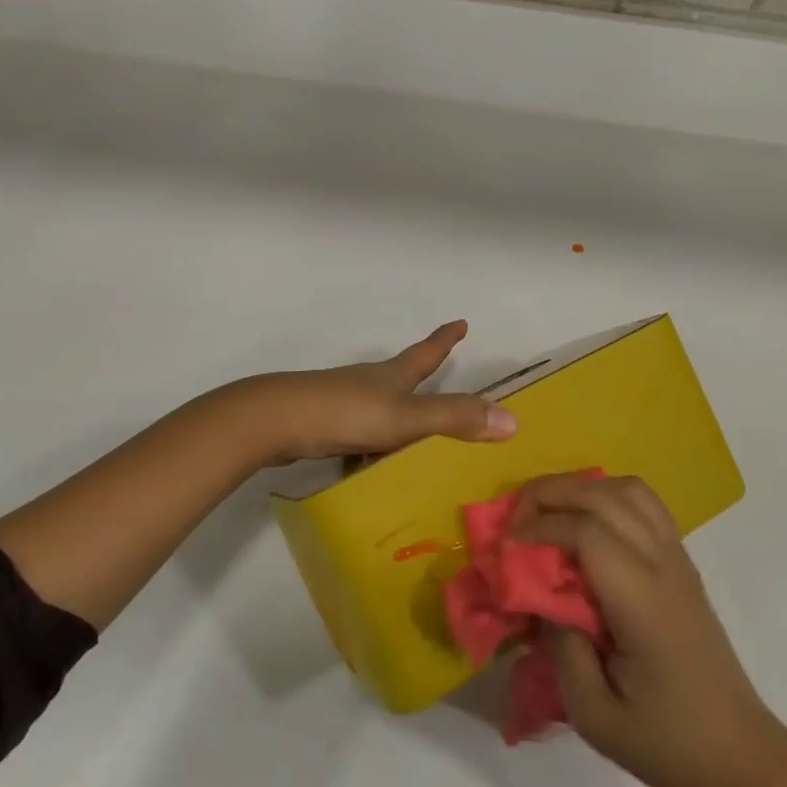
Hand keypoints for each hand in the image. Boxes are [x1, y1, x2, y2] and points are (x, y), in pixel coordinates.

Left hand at [238, 320, 516, 464]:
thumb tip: (511, 419)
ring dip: (395, 413)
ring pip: (377, 404)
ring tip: (410, 435)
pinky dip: (369, 443)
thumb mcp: (406, 418)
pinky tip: (369, 465)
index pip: (426, 352)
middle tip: (436, 373)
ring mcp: (342, 401)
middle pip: (400, 373)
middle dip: (419, 373)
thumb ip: (454, 418)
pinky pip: (357, 432)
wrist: (276, 420)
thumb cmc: (346, 413)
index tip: (460, 321)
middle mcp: (368, 382)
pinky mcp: (322, 424)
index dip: (444, 339)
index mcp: (392, 376)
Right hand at [514, 473, 786, 786]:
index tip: (505, 549)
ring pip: (628, 488)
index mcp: (643, 602)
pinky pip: (643, 504)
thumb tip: (540, 597)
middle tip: (514, 520)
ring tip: (547, 514)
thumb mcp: (594, 715)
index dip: (539, 528)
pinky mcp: (681, 563)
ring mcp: (678, 559)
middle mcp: (663, 565)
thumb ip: (560, 647)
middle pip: (604, 495)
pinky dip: (605, 496)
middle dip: (550, 493)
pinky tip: (583, 524)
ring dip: (580, 488)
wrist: (739, 757)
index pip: (586, 532)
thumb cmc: (665, 743)